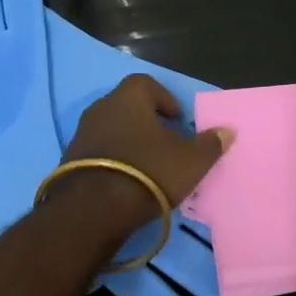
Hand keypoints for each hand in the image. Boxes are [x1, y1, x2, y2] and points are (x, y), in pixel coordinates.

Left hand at [56, 74, 232, 232]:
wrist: (92, 210)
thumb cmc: (148, 172)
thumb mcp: (190, 161)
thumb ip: (209, 144)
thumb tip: (227, 131)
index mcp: (129, 96)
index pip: (147, 84)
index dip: (165, 100)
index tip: (177, 121)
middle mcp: (102, 107)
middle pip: (128, 106)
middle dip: (146, 122)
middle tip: (164, 144)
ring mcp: (81, 133)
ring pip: (111, 129)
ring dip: (127, 142)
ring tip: (146, 166)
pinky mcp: (68, 161)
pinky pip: (97, 152)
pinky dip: (111, 161)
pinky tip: (125, 181)